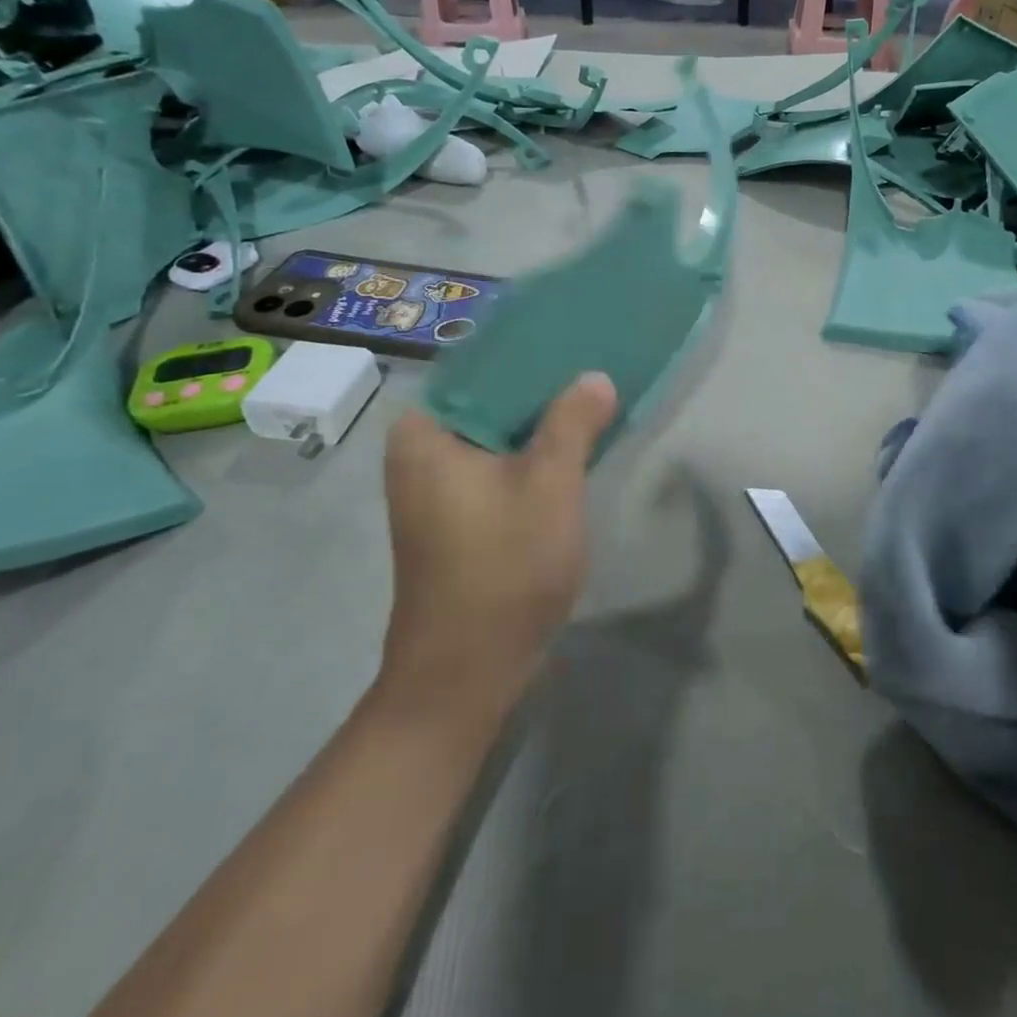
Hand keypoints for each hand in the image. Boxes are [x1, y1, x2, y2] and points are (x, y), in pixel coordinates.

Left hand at [377, 374, 617, 713]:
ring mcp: (436, 489)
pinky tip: (575, 451)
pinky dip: (533, 459)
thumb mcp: (550, 485)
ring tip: (595, 401)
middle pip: (493, 403)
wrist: (467, 673)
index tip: (579, 343)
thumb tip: (596, 378)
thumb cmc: (503, 568)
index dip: (534, 355)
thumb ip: (573, 422)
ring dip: (543, 427)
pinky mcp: (457, 517)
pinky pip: (499, 467)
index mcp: (425, 433)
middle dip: (545, 392)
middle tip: (597, 370)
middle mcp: (420, 453)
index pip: (483, 369)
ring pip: (500, 438)